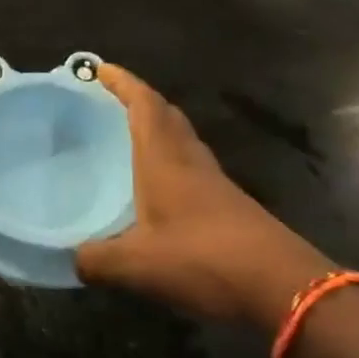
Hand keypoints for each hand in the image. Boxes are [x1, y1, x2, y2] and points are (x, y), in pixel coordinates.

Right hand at [75, 65, 330, 328]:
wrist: (285, 288)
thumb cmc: (204, 259)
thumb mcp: (136, 265)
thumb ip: (96, 259)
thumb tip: (72, 258)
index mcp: (165, 158)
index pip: (144, 104)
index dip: (122, 82)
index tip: (97, 68)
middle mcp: (190, 160)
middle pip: (166, 116)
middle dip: (138, 101)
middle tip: (107, 101)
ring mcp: (214, 182)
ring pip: (182, 140)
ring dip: (156, 130)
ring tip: (125, 139)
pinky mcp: (229, 205)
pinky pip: (192, 167)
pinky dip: (170, 161)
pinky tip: (155, 187)